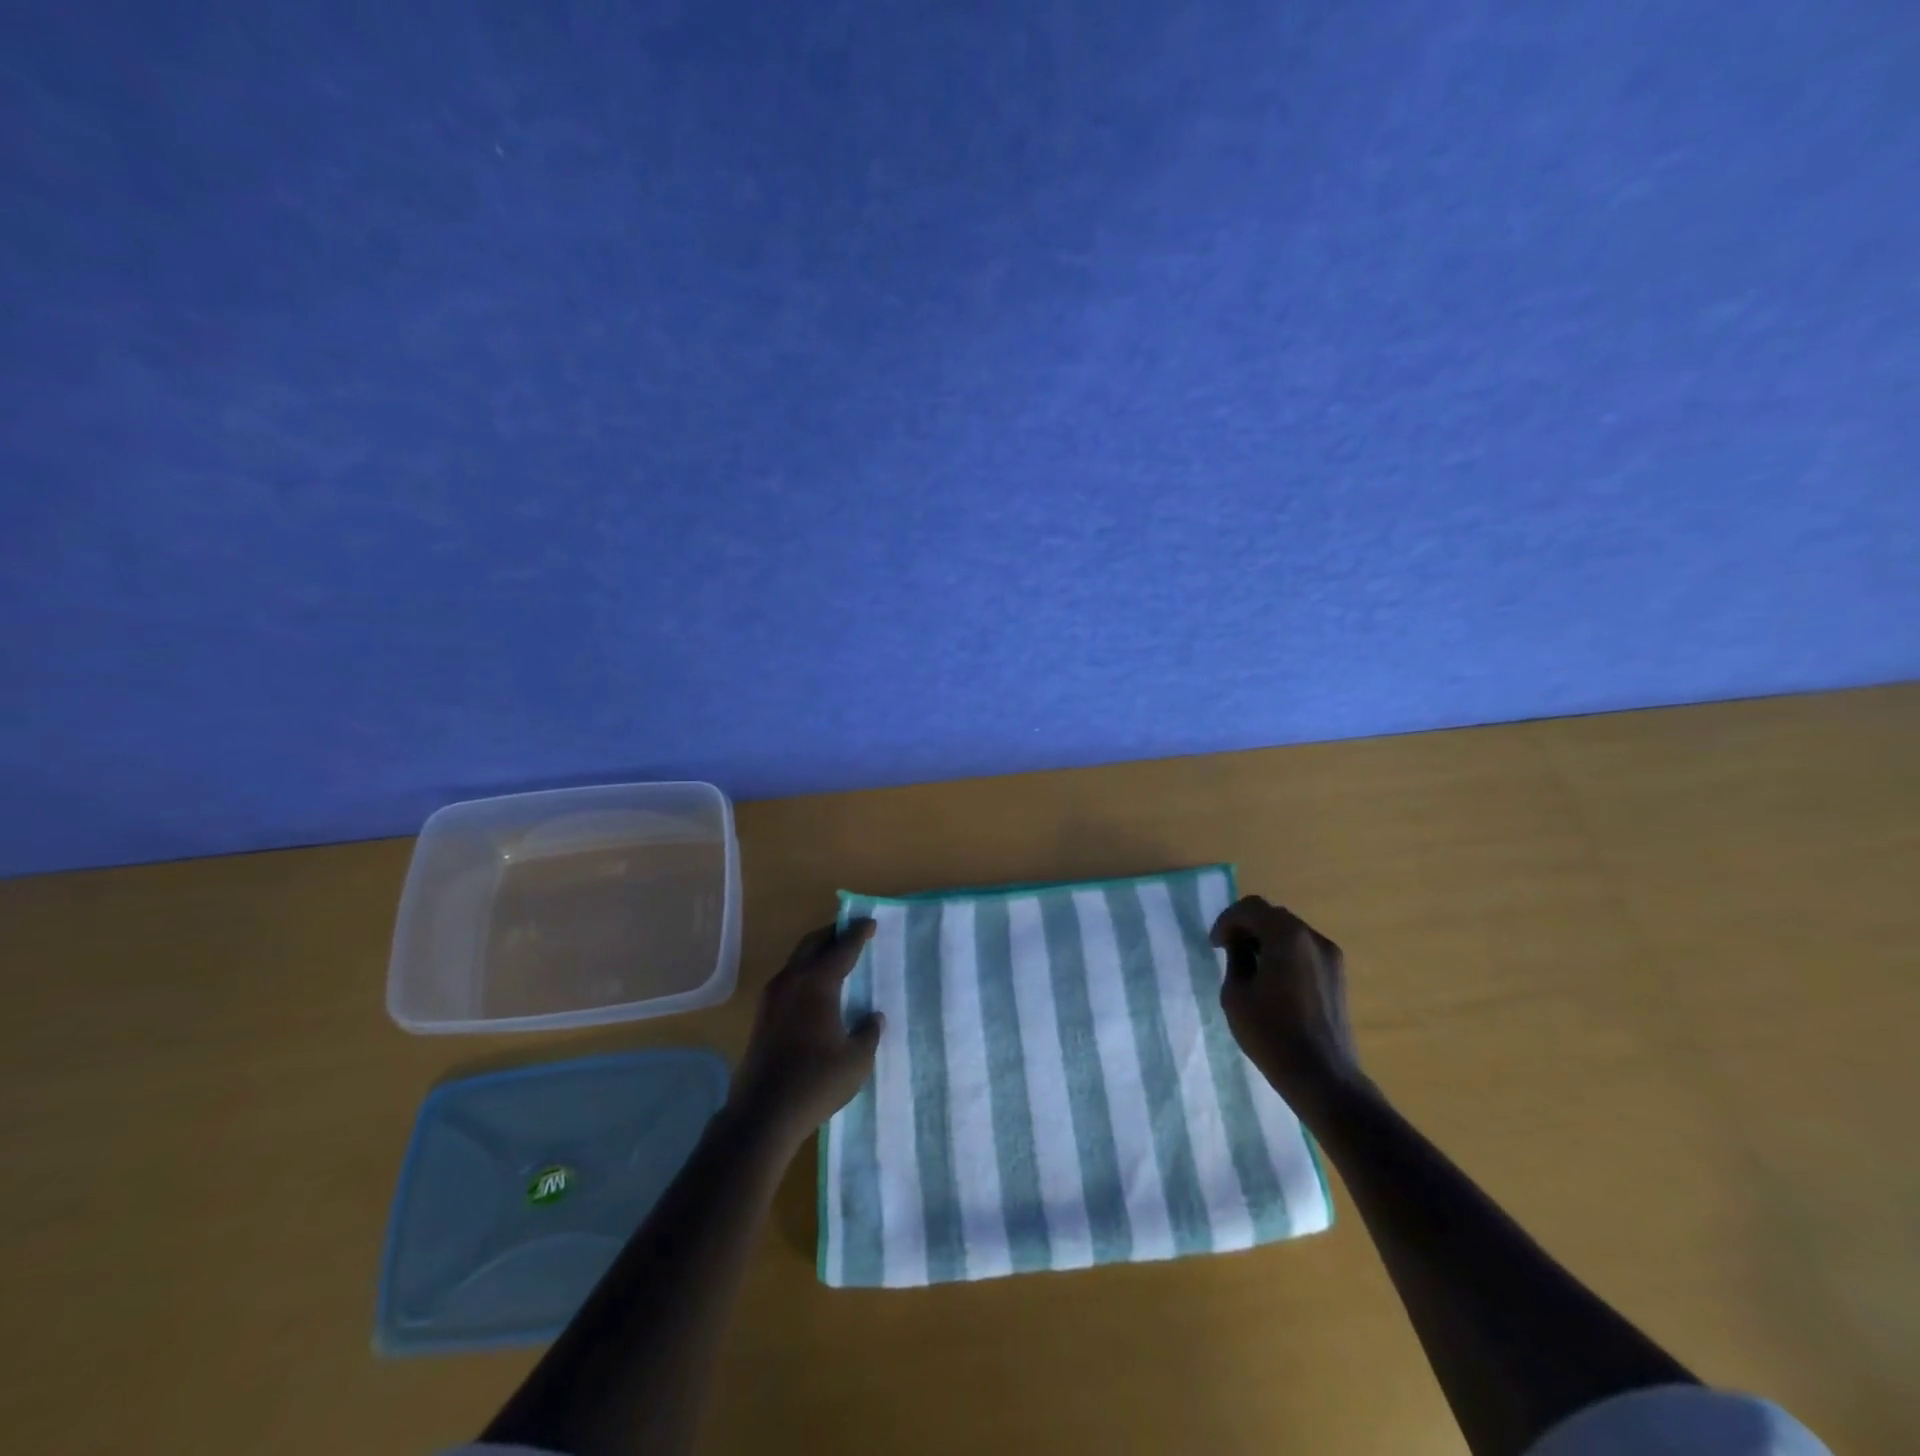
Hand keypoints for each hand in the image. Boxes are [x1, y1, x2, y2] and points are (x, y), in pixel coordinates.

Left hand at [729, 920, 884, 1148]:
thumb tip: (872, 1017)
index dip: (858, 934)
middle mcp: (792, 980)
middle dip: (832, 934)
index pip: (842, 948)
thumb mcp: (856, 1060)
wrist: (763, 1113)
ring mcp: (772, 997)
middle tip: (851, 932)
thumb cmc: (816, 1082)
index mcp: (817, 983)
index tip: (870, 923)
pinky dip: (805, 971)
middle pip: (813, 944)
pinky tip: (816, 989)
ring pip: (797, 960)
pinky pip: (788, 978)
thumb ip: (868, 1033)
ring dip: (816, 952)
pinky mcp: (762, 1015)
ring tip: (835, 957)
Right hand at [1211, 896, 1364, 1112]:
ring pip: (1291, 933)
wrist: (1323, 1077)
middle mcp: (1312, 938)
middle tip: (1228, 951)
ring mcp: (1331, 957)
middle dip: (1247, 927)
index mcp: (1286, 936)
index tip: (1215, 945)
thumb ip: (1236, 960)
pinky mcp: (1338, 977)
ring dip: (1266, 940)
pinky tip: (1273, 981)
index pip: (1251, 907)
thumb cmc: (1272, 1034)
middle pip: (1273, 916)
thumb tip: (1240, 947)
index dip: (1227, 921)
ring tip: (1250, 967)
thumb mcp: (1236, 994)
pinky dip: (1285, 954)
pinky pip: (1305, 951)